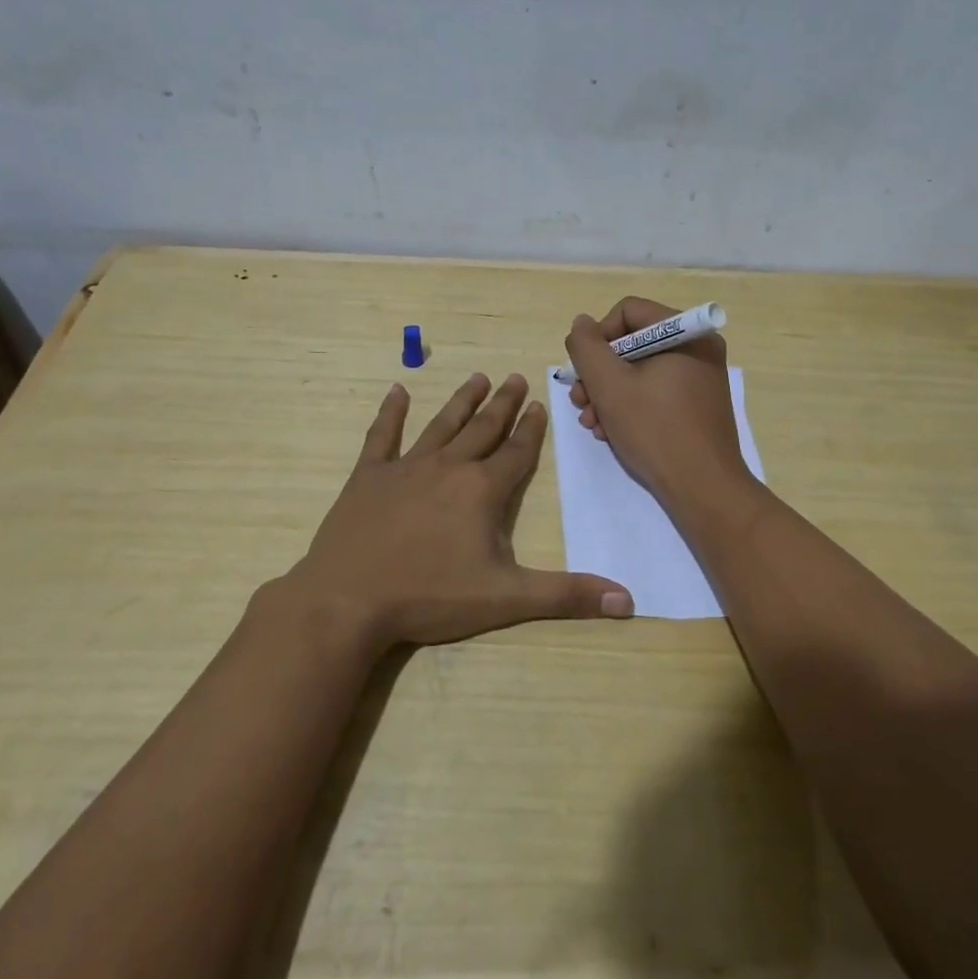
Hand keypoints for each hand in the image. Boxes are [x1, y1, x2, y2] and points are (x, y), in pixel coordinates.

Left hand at [279, 372, 633, 653]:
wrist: (349, 599)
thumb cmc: (430, 597)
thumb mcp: (506, 599)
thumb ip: (567, 595)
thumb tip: (628, 601)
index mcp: (482, 490)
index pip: (516, 452)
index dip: (531, 429)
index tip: (539, 403)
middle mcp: (448, 467)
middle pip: (483, 429)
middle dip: (503, 404)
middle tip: (515, 376)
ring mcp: (406, 468)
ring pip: (442, 425)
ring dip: (462, 401)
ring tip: (478, 378)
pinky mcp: (368, 476)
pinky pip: (382, 436)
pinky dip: (390, 413)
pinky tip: (396, 391)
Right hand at [565, 297, 754, 506]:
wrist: (703, 489)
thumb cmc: (655, 430)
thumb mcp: (609, 385)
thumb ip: (587, 348)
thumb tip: (581, 324)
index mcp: (686, 333)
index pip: (627, 312)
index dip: (598, 338)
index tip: (583, 371)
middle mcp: (698, 349)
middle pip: (632, 343)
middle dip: (599, 373)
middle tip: (579, 401)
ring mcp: (699, 379)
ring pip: (639, 371)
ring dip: (608, 394)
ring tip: (591, 423)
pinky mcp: (696, 406)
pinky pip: (655, 392)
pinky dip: (629, 406)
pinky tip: (610, 432)